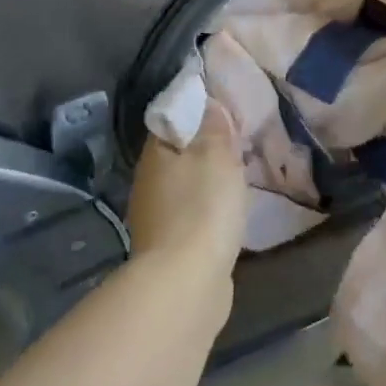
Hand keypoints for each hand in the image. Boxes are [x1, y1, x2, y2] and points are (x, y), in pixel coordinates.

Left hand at [125, 106, 247, 276]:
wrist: (187, 282)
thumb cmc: (202, 207)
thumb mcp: (216, 156)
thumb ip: (214, 128)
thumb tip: (208, 103)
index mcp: (155, 154)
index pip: (172, 120)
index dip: (196, 112)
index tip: (224, 109)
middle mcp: (148, 182)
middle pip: (178, 155)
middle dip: (203, 148)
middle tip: (237, 141)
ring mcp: (156, 218)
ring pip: (185, 186)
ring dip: (206, 181)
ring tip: (237, 175)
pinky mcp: (170, 247)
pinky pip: (192, 215)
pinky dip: (208, 209)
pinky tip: (227, 211)